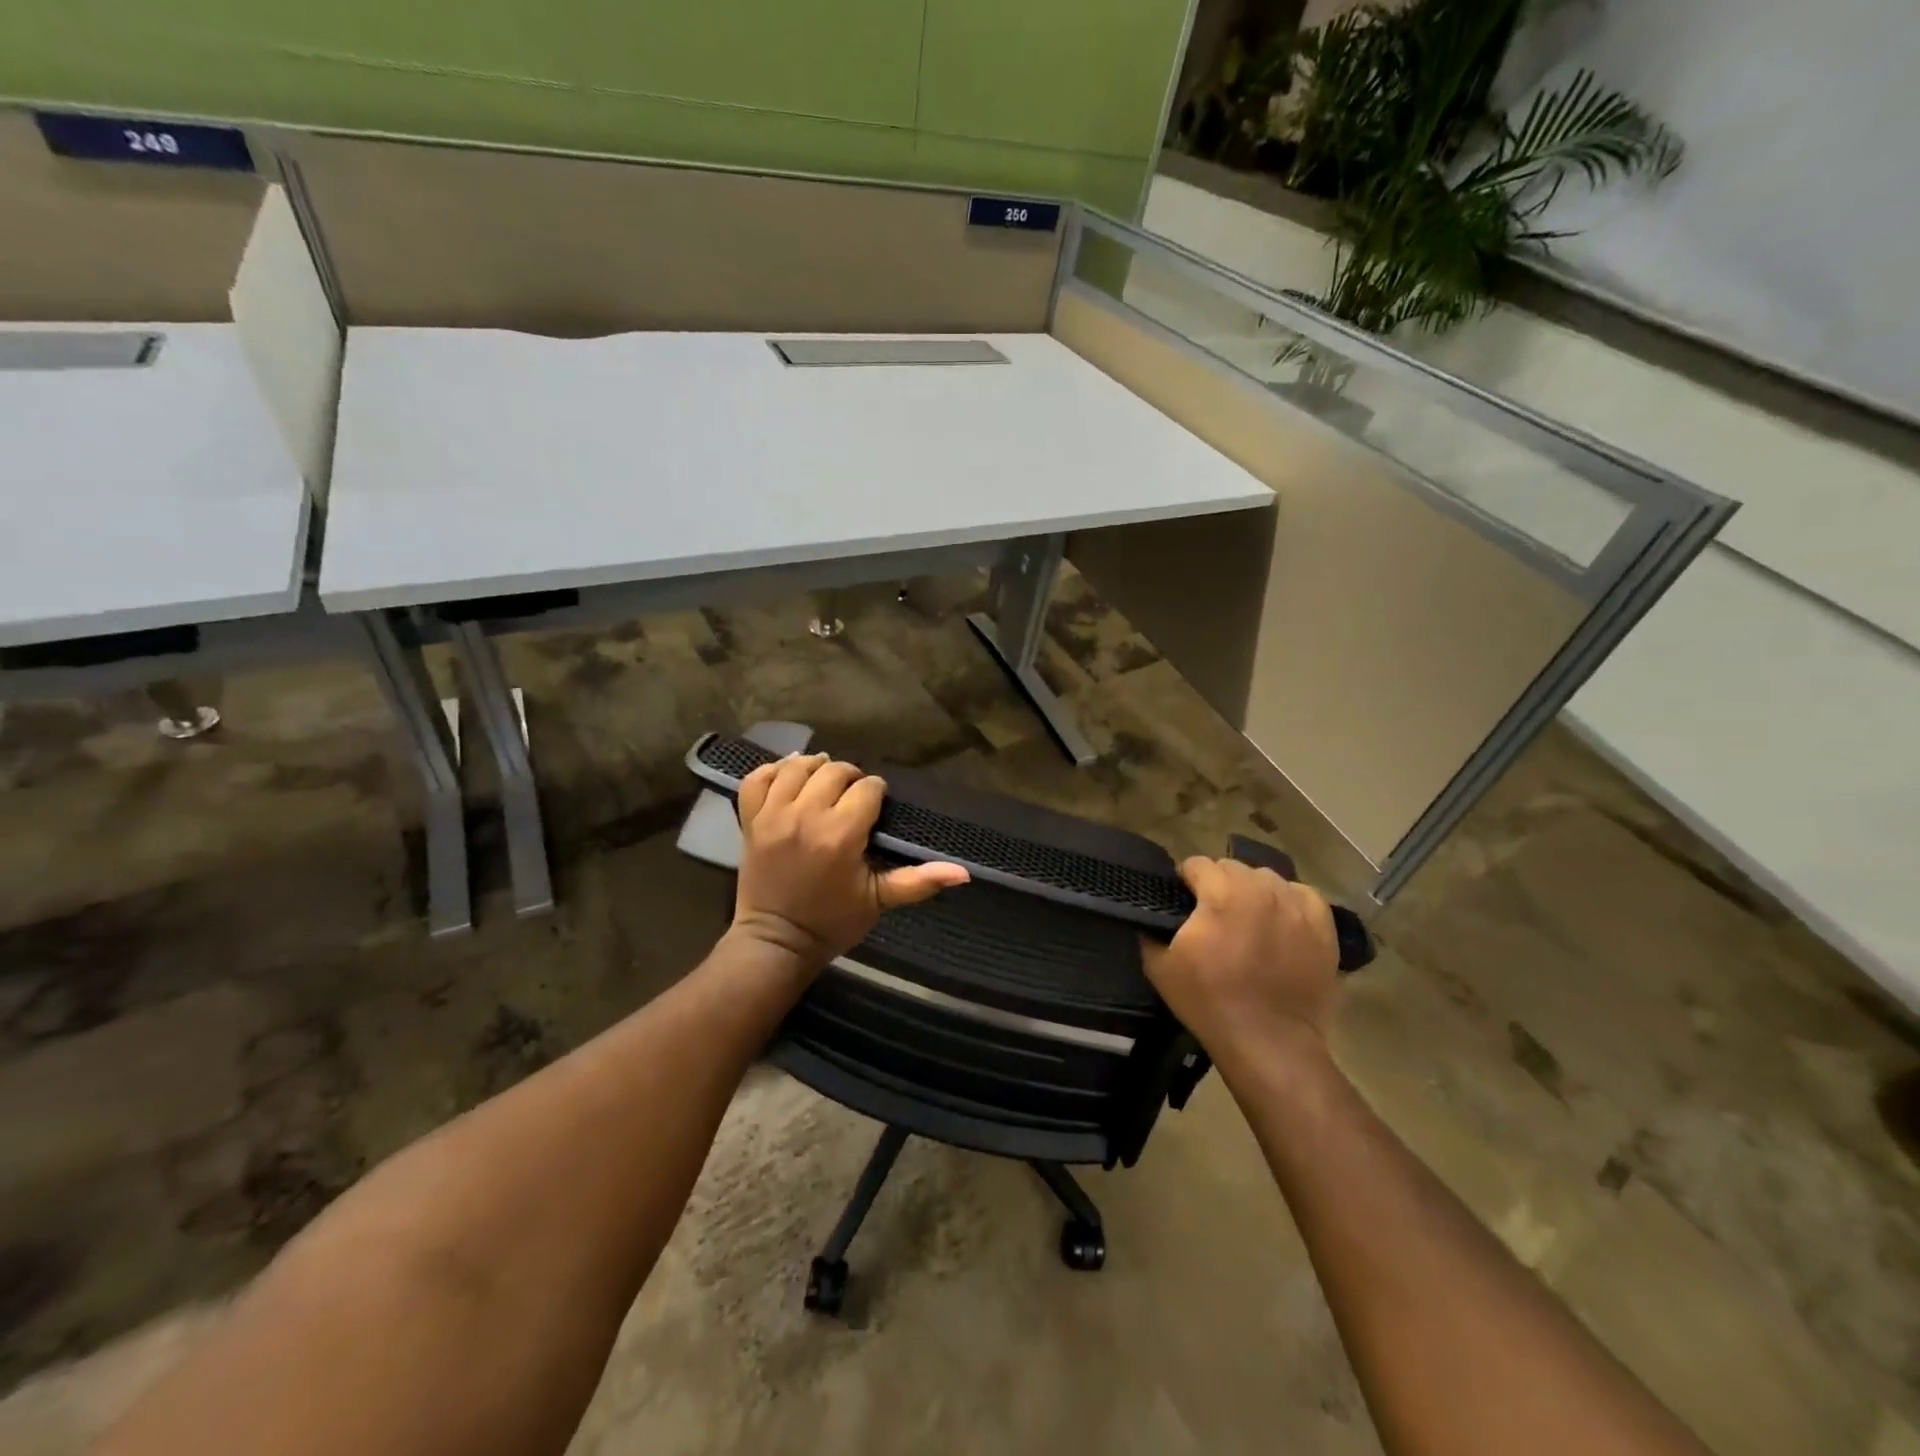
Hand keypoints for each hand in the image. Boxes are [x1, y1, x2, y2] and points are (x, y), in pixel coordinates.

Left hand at [729, 753, 969, 974]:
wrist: (777, 942)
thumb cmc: (833, 922)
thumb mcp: (880, 901)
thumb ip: (919, 881)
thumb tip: (964, 872)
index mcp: (840, 834)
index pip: (867, 788)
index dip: (876, 794)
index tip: (876, 809)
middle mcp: (805, 816)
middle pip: (834, 770)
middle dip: (849, 778)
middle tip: (852, 799)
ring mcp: (772, 815)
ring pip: (797, 767)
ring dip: (815, 768)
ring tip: (824, 781)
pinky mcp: (750, 820)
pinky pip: (757, 778)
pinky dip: (774, 771)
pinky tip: (789, 777)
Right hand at [1141, 856, 1340, 1064]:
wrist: (1269, 1041)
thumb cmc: (1209, 1002)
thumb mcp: (1160, 967)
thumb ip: (1150, 930)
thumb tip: (1151, 915)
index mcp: (1220, 893)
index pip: (1197, 864)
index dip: (1185, 881)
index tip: (1182, 903)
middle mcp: (1260, 889)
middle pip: (1232, 867)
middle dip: (1218, 884)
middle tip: (1212, 916)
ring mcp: (1296, 905)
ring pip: (1266, 878)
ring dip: (1252, 891)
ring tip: (1247, 919)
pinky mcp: (1322, 926)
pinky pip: (1301, 895)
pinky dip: (1287, 902)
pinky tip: (1279, 922)